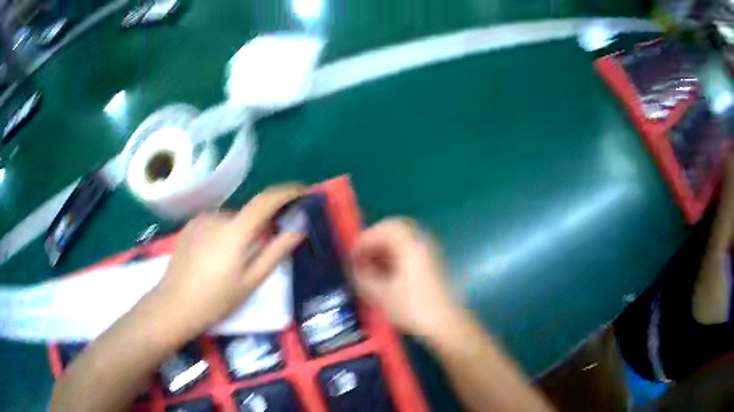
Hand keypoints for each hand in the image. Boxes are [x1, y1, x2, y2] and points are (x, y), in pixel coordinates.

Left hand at [149, 184, 304, 344]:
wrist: (174, 305)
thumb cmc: (216, 299)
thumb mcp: (251, 281)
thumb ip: (275, 252)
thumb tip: (297, 230)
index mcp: (235, 230)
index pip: (266, 200)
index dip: (287, 192)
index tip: (303, 192)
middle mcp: (217, 216)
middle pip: (248, 215)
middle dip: (259, 228)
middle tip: (260, 254)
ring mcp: (200, 220)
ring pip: (231, 221)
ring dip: (239, 233)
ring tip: (232, 264)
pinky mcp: (190, 226)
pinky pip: (216, 224)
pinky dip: (224, 234)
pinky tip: (214, 259)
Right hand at [350, 218, 462, 338]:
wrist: (446, 324)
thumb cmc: (412, 308)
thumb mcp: (380, 295)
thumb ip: (362, 276)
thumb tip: (354, 266)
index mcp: (409, 244)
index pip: (381, 229)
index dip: (362, 242)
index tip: (352, 259)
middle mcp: (421, 241)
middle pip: (393, 228)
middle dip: (374, 240)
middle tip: (361, 257)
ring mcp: (429, 251)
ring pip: (402, 239)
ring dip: (384, 248)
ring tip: (371, 267)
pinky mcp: (432, 263)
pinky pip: (409, 249)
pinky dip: (395, 255)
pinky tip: (386, 274)